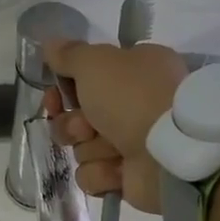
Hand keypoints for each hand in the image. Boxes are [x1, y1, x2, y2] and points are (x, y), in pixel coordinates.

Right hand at [42, 38, 189, 212]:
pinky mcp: (127, 177)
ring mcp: (131, 143)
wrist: (170, 153)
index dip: (63, 90)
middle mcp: (133, 106)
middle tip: (86, 127)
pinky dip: (102, 173)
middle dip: (73, 125)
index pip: (85, 80)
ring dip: (92, 149)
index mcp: (134, 71)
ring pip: (83, 149)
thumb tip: (50, 43)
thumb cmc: (133, 97)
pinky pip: (93, 176)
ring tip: (115, 149)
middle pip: (77, 118)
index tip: (54, 97)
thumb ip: (70, 54)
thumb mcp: (96, 63)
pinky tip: (119, 170)